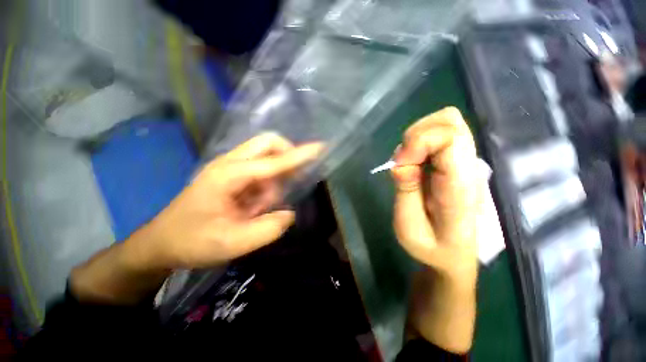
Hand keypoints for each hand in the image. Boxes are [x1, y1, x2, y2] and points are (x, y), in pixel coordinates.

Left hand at [131, 133, 323, 269]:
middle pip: (268, 144)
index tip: (320, 147)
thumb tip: (290, 214)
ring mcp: (230, 168)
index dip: (299, 155)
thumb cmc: (192, 242)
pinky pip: (261, 172)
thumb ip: (268, 229)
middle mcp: (230, 163)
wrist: (162, 243)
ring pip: (266, 159)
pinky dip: (267, 187)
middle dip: (286, 158)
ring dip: (274, 181)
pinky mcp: (233, 175)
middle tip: (288, 184)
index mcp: (229, 175)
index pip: (273, 161)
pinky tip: (254, 207)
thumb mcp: (232, 243)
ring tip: (257, 209)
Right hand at [391, 107, 482, 281]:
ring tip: (408, 161)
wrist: (454, 254)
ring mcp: (466, 162)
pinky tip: (415, 160)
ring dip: (418, 135)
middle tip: (403, 161)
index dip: (418, 142)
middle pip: (450, 121)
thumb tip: (399, 162)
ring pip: (448, 122)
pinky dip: (422, 139)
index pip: (450, 138)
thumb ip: (406, 191)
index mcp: (459, 185)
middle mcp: (469, 167)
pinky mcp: (458, 162)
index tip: (400, 164)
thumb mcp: (409, 225)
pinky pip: (442, 133)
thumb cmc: (431, 246)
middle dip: (416, 135)